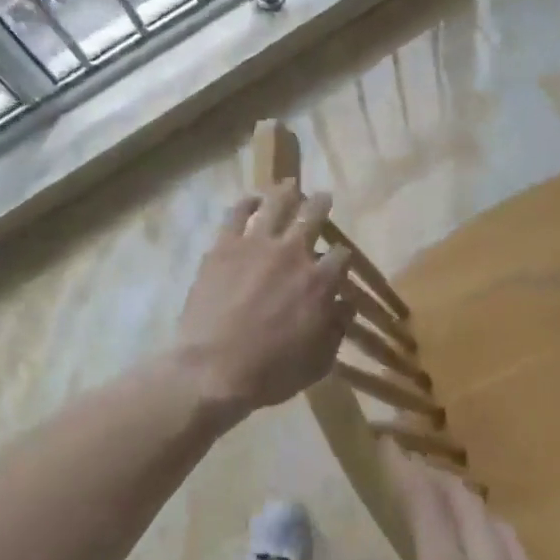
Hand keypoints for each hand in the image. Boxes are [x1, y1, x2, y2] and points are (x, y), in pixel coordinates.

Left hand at [174, 183, 353, 417]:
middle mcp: (292, 253)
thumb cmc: (269, 373)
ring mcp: (256, 244)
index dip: (342, 256)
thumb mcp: (318, 362)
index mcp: (318, 282)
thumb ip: (336, 329)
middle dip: (321, 204)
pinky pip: (237, 213)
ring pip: (277, 203)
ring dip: (287, 192)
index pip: (341, 256)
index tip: (339, 258)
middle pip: (313, 215)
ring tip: (290, 185)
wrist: (212, 370)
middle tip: (323, 197)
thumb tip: (346, 305)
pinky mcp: (224, 245)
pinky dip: (247, 202)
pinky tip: (252, 199)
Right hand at [360, 450, 559, 559]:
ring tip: (455, 504)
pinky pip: (524, 554)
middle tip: (418, 471)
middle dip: (438, 478)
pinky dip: (501, 536)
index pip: (427, 506)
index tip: (390, 446)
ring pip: (497, 522)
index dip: (407, 471)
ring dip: (471, 503)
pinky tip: (499, 552)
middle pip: (465, 502)